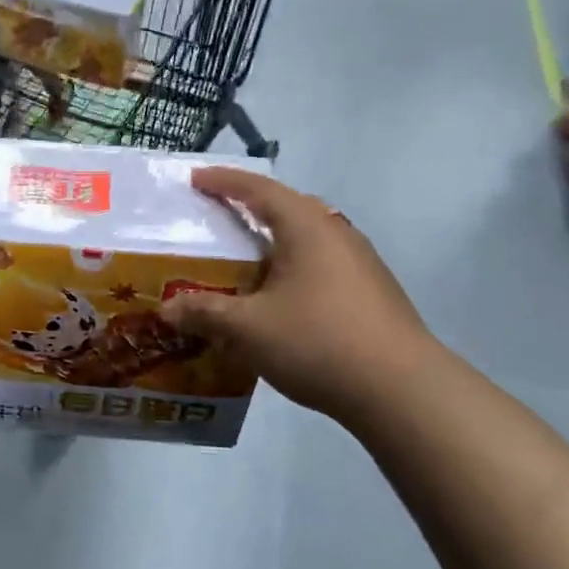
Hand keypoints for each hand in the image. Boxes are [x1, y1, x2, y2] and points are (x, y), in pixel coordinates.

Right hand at [164, 167, 444, 427]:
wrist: (401, 390)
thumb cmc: (318, 341)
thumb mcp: (248, 328)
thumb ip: (204, 313)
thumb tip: (167, 309)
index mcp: (306, 227)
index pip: (258, 189)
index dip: (223, 181)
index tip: (194, 178)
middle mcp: (336, 234)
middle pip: (288, 207)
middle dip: (250, 207)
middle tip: (218, 217)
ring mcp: (360, 264)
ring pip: (307, 239)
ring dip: (273, 242)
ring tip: (243, 260)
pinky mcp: (371, 294)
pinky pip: (320, 265)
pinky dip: (291, 269)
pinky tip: (278, 299)